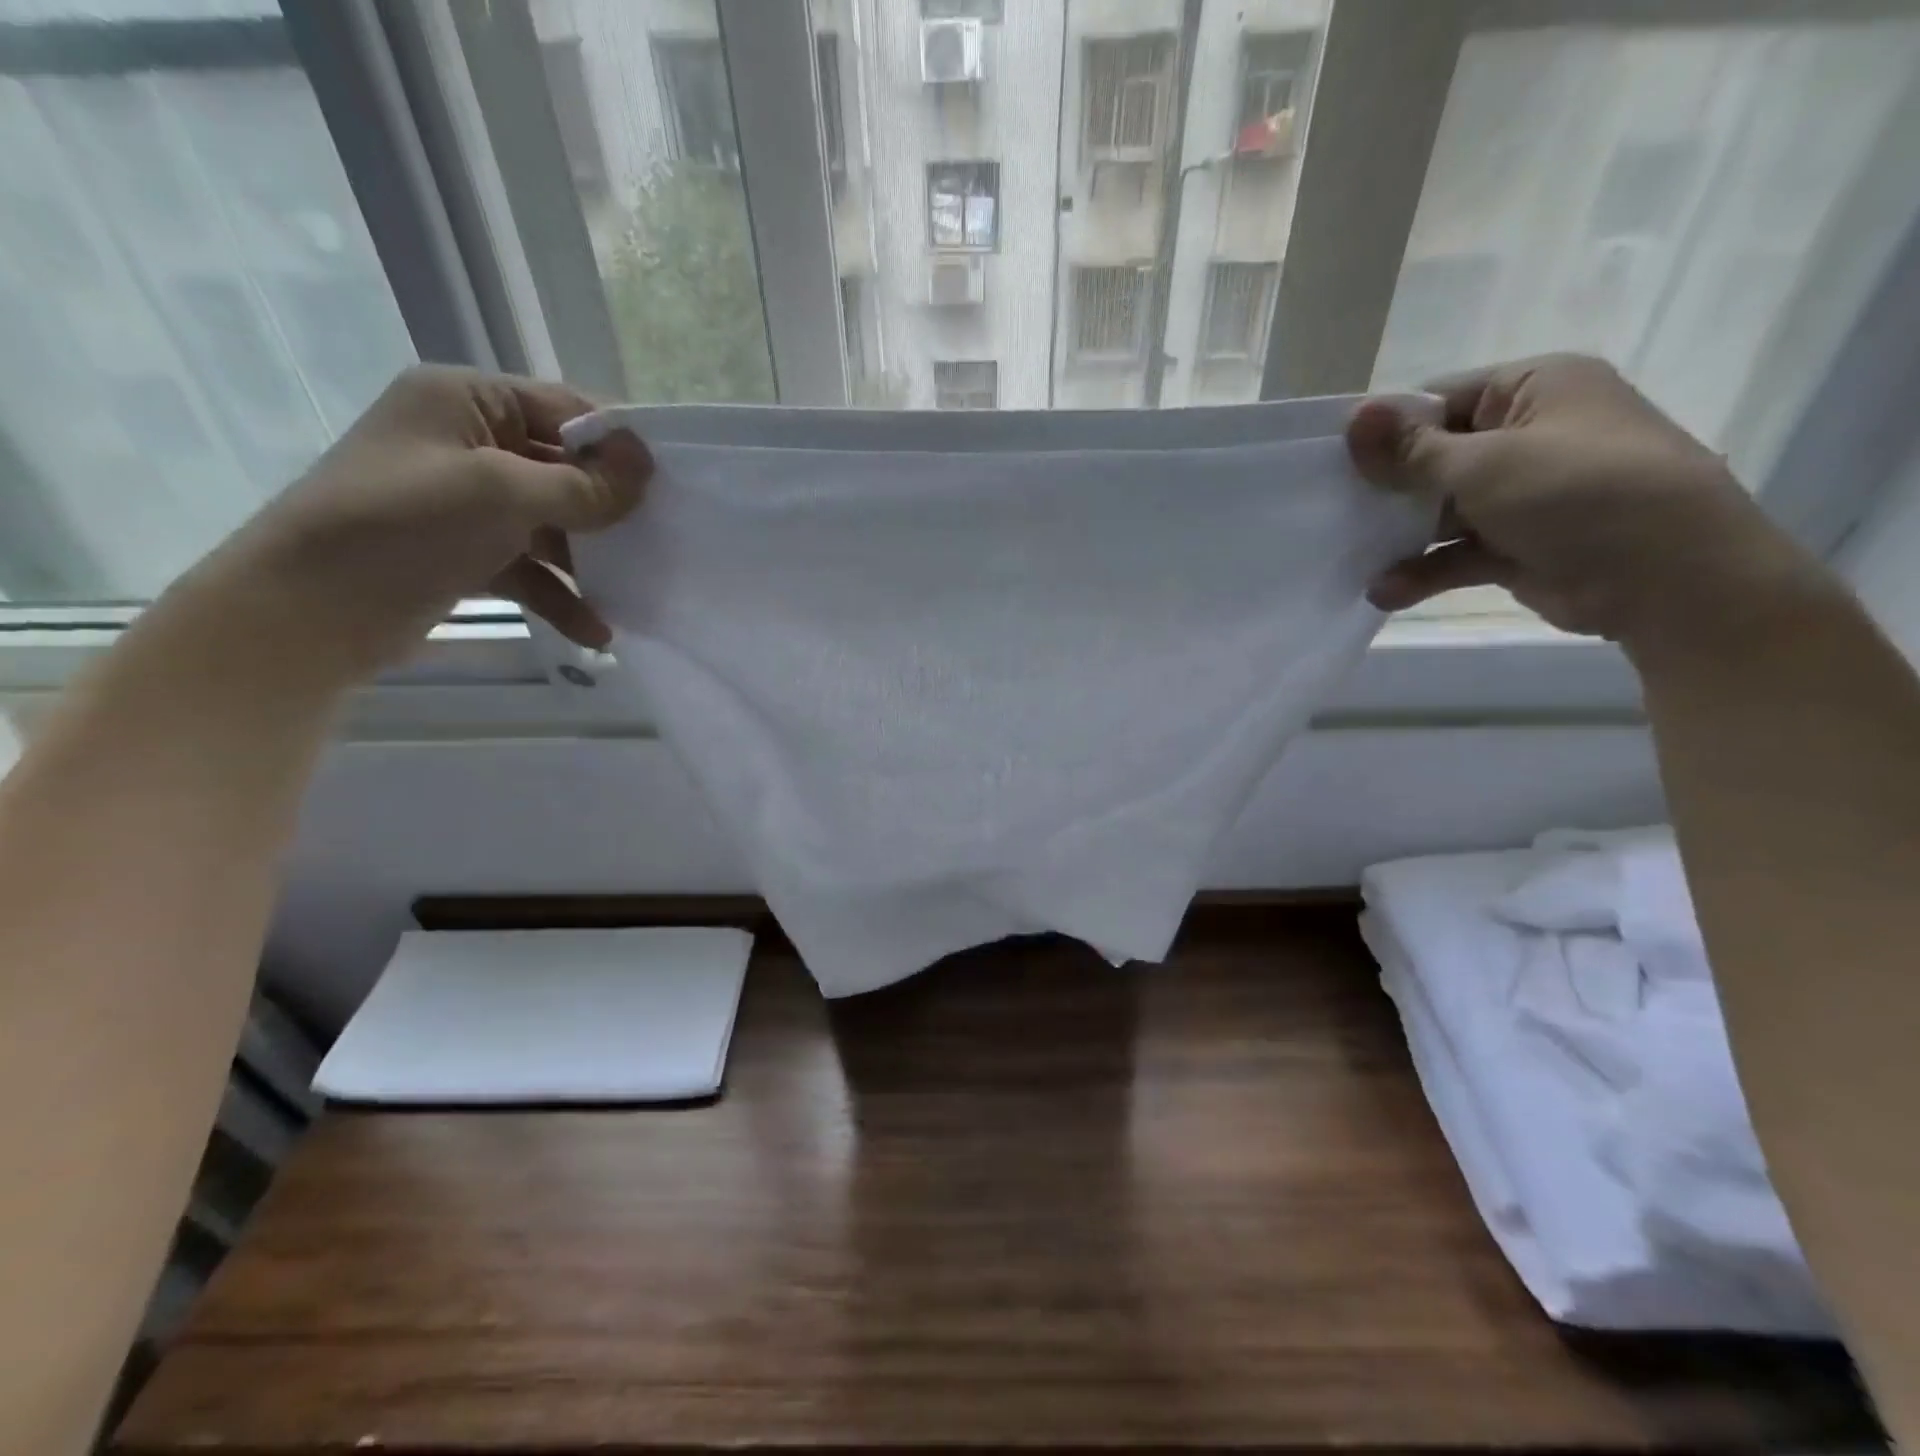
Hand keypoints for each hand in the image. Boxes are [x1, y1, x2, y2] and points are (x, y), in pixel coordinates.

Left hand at [208, 365, 649, 682]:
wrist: (308, 611)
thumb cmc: (405, 526)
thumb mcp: (502, 494)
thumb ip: (582, 484)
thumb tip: (646, 464)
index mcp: (465, 400)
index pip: (563, 407)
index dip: (618, 442)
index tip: (671, 481)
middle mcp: (466, 441)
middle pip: (562, 467)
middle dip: (609, 509)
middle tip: (663, 539)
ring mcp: (464, 500)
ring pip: (551, 523)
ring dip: (590, 561)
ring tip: (635, 595)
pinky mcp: (464, 552)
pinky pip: (529, 566)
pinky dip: (560, 595)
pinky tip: (595, 632)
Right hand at [1346, 353, 1808, 644]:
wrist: (1668, 577)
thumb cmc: (1577, 493)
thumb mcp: (1484, 463)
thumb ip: (1411, 449)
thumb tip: (1353, 416)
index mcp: (1534, 388)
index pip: (1440, 399)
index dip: (1388, 430)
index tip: (1337, 463)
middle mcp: (1529, 434)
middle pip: (1435, 457)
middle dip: (1388, 489)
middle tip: (1335, 513)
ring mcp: (1524, 494)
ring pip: (1441, 510)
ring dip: (1399, 537)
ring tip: (1353, 559)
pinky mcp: (1518, 545)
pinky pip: (1456, 552)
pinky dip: (1422, 570)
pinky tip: (1384, 592)